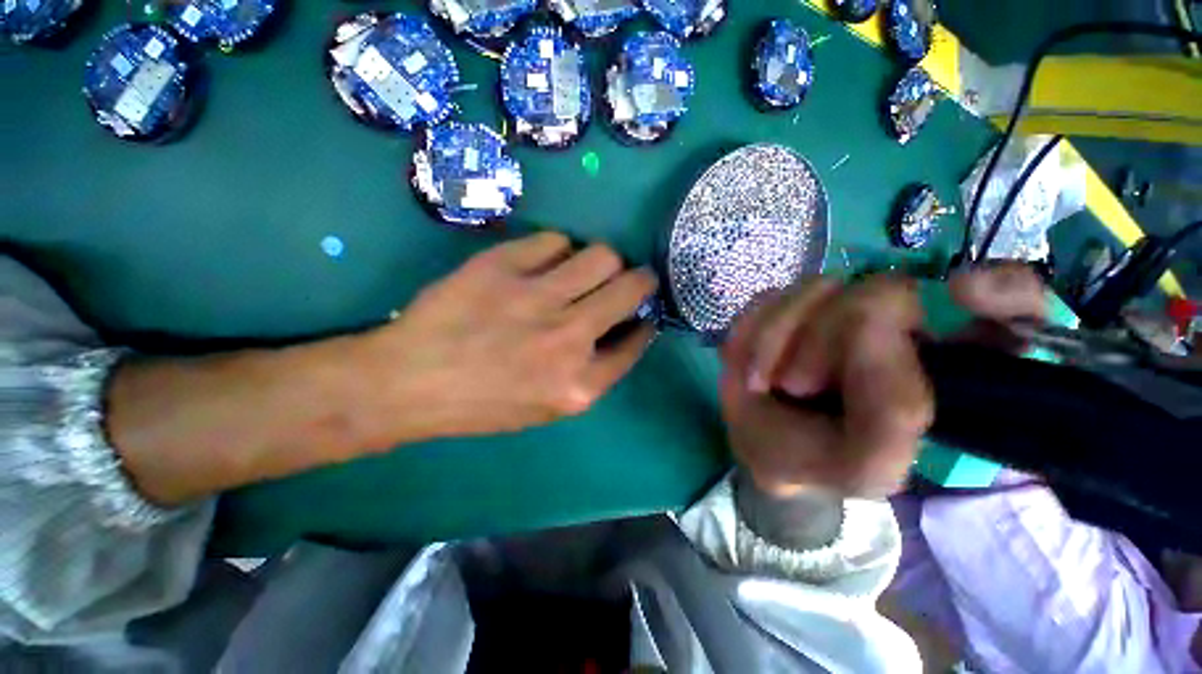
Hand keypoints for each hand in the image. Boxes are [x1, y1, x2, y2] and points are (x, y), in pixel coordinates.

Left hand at [353, 232, 657, 447]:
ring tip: (587, 270)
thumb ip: (593, 372)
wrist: (410, 382)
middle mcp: (568, 338)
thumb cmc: (483, 403)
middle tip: (631, 279)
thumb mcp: (549, 407)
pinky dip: (559, 250)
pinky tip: (546, 263)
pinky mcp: (503, 266)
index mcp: (580, 384)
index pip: (637, 340)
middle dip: (642, 280)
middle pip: (632, 287)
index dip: (644, 322)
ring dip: (604, 262)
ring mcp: (536, 298)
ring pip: (602, 255)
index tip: (640, 314)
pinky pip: (555, 241)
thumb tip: (622, 330)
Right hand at [721, 266, 1044, 498]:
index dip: (1001, 287)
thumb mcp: (865, 465)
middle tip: (799, 386)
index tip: (962, 295)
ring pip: (817, 288)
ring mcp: (836, 306)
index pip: (1013, 302)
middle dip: (829, 340)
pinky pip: (769, 298)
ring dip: (780, 340)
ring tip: (770, 382)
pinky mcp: (786, 303)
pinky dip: (754, 334)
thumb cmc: (819, 460)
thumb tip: (874, 320)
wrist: (761, 445)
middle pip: (884, 290)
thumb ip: (892, 413)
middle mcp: (898, 324)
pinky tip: (754, 366)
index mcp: (944, 366)